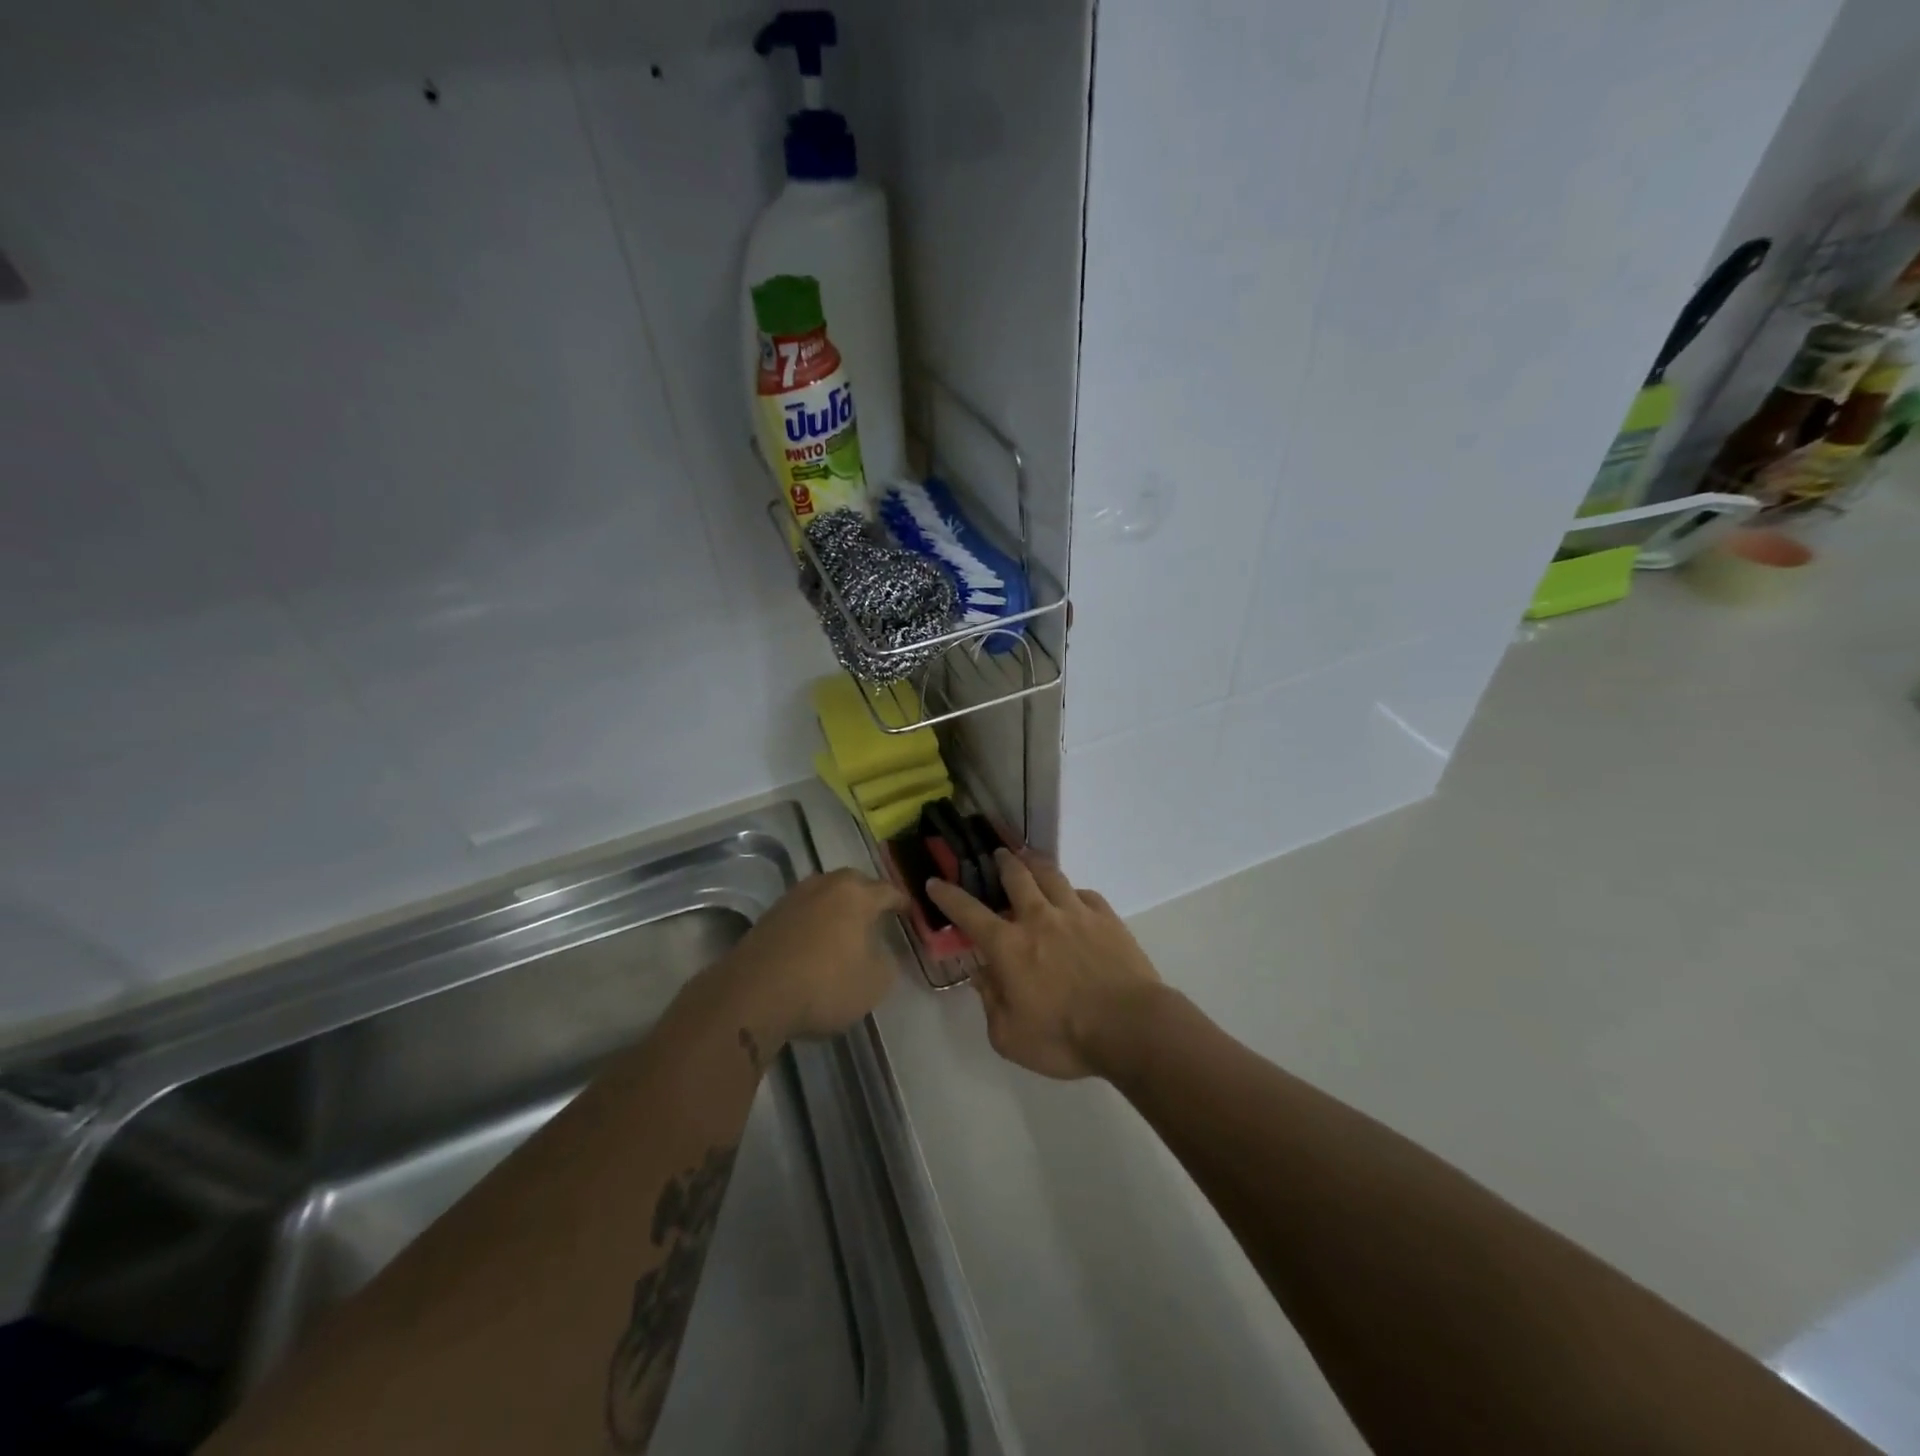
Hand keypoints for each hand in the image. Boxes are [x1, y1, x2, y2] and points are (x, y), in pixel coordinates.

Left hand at [724, 869, 907, 1043]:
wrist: (753, 995)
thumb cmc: (824, 985)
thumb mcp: (875, 983)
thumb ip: (885, 961)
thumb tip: (878, 951)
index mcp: (856, 894)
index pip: (888, 891)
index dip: (902, 902)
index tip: (910, 912)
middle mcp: (825, 885)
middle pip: (854, 884)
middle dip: (868, 897)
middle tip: (878, 916)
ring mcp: (793, 898)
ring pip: (825, 895)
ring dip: (837, 908)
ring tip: (845, 929)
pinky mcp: (769, 916)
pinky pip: (803, 912)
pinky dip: (814, 922)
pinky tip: (815, 943)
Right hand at [926, 850, 1165, 1079]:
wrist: (1130, 1026)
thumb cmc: (1064, 1037)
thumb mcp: (1010, 1037)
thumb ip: (990, 1002)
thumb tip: (981, 975)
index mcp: (1009, 946)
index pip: (969, 912)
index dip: (948, 896)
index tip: (935, 881)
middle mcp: (1038, 919)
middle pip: (1016, 877)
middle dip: (1002, 863)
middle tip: (997, 855)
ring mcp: (1075, 913)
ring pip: (1050, 875)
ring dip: (1035, 863)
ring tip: (1028, 857)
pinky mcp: (1106, 918)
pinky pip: (1084, 893)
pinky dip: (1072, 891)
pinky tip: (1073, 896)